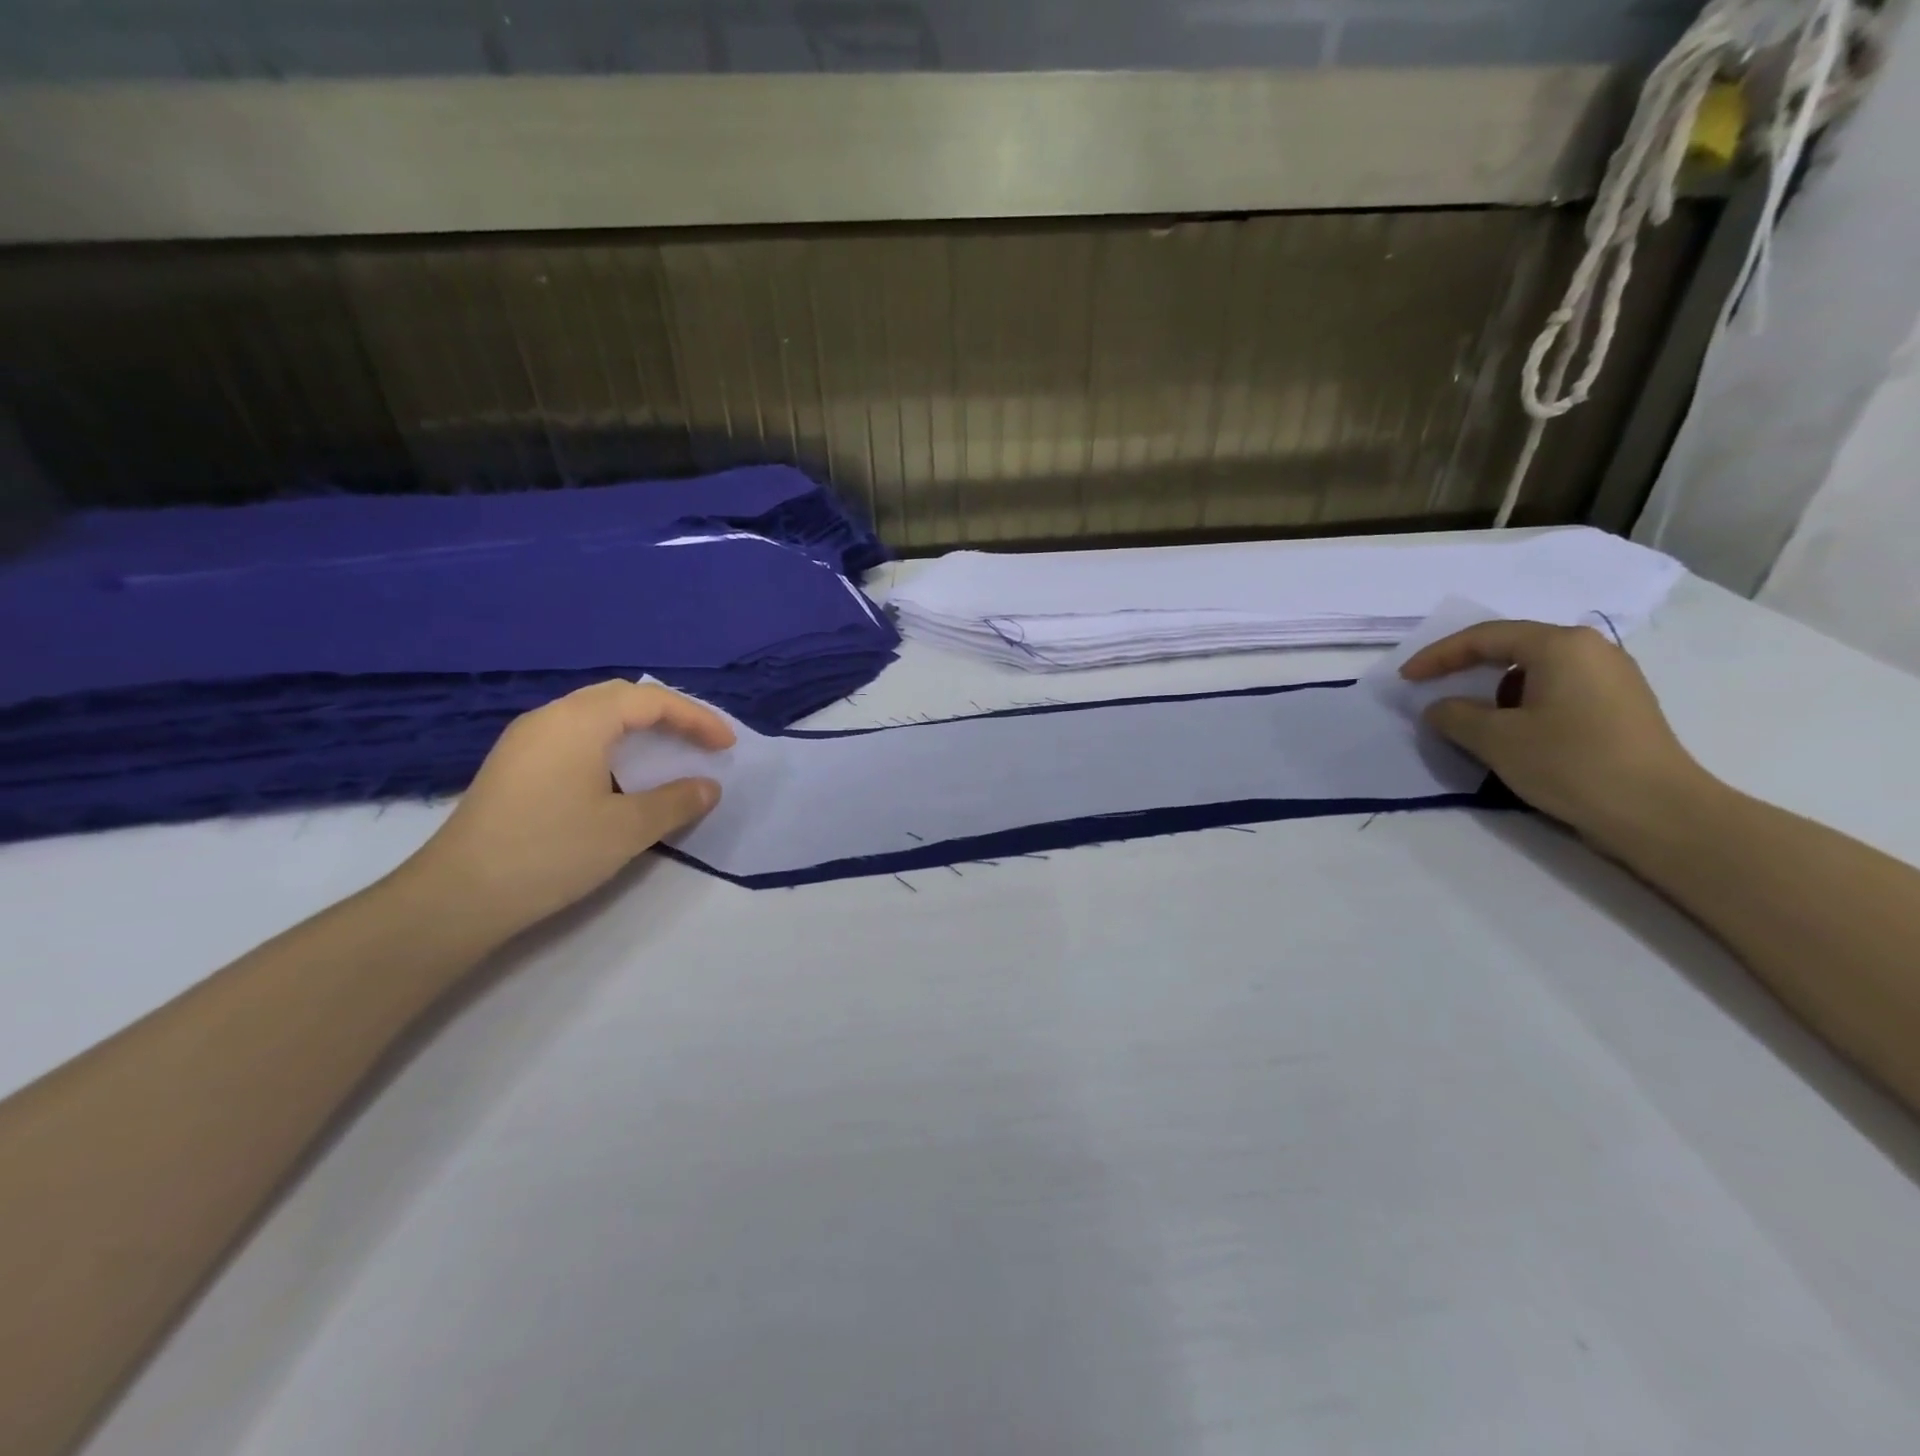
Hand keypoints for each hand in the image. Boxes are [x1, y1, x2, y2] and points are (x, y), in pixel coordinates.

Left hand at [399, 681, 734, 943]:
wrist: (458, 896)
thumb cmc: (551, 852)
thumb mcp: (628, 829)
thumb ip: (677, 801)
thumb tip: (709, 786)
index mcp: (580, 721)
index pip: (651, 700)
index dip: (697, 718)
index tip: (727, 745)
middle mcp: (550, 717)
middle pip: (621, 697)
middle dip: (669, 714)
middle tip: (700, 741)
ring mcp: (526, 740)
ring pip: (595, 714)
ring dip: (638, 728)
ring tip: (668, 753)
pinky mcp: (514, 765)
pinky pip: (574, 734)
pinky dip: (611, 743)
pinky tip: (620, 774)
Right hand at [1399, 620, 1707, 852]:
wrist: (1659, 813)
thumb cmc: (1572, 764)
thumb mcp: (1496, 739)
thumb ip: (1455, 716)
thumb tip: (1440, 708)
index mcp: (1560, 646)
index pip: (1484, 637)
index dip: (1438, 655)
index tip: (1406, 678)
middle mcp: (1591, 650)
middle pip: (1512, 646)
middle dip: (1466, 667)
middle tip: (1431, 686)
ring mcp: (1612, 677)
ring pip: (1535, 670)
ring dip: (1494, 689)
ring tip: (1472, 718)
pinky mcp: (1620, 706)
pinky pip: (1556, 689)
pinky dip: (1523, 702)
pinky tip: (1514, 731)